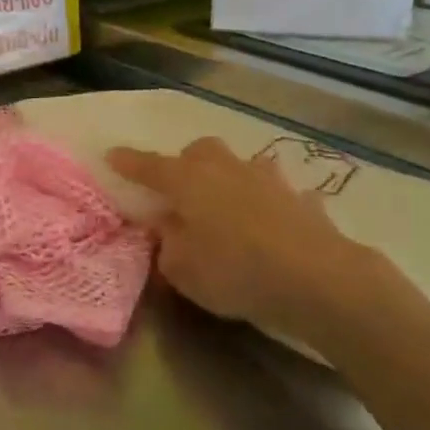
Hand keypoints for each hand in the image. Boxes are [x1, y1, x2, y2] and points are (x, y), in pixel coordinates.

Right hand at [107, 138, 381, 348]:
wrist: (317, 278)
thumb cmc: (235, 271)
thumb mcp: (182, 270)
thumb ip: (167, 245)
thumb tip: (168, 228)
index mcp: (187, 181)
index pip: (148, 166)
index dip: (128, 162)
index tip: (112, 155)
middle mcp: (224, 169)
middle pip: (199, 152)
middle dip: (186, 164)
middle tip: (181, 189)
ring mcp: (267, 179)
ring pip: (242, 165)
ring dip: (231, 177)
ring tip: (230, 203)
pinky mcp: (301, 199)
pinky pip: (280, 194)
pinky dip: (273, 204)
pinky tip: (276, 224)